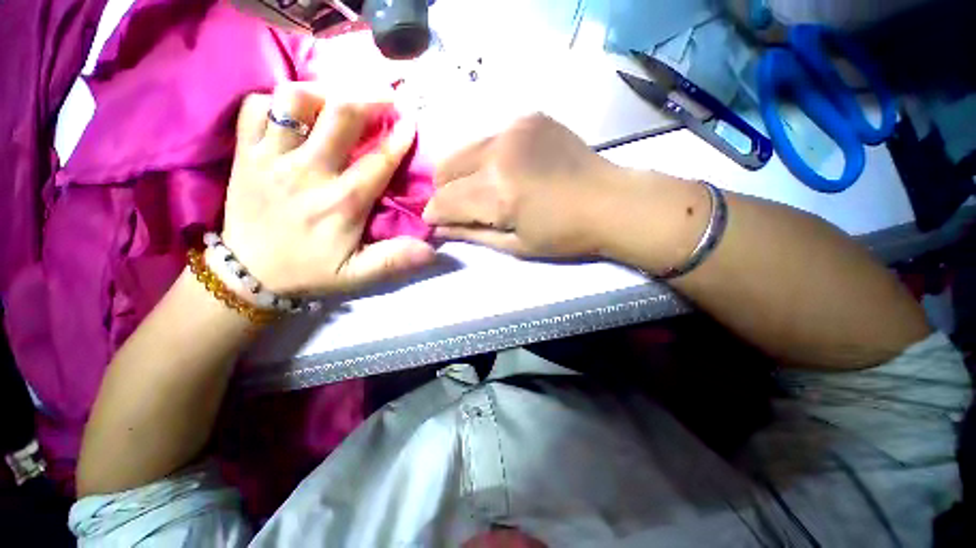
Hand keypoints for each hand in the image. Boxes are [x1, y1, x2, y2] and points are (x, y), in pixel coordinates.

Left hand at [222, 83, 434, 295]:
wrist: (248, 274)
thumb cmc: (310, 271)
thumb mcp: (357, 274)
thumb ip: (394, 260)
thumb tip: (431, 250)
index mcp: (342, 202)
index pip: (379, 159)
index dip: (399, 136)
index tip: (411, 119)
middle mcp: (308, 171)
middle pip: (340, 115)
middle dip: (368, 98)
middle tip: (385, 95)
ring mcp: (271, 158)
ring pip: (294, 100)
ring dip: (323, 92)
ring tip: (338, 99)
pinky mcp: (244, 154)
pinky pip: (254, 108)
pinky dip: (275, 101)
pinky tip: (294, 113)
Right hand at [422, 114, 627, 257]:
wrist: (609, 201)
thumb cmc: (564, 235)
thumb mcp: (516, 245)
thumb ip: (473, 234)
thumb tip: (439, 228)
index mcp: (498, 191)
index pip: (445, 200)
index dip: (434, 213)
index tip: (433, 221)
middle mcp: (499, 152)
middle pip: (447, 167)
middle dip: (443, 190)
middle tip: (456, 206)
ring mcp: (514, 128)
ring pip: (465, 149)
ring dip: (462, 172)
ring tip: (479, 188)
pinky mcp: (528, 118)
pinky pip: (491, 138)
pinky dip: (487, 158)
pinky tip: (505, 170)